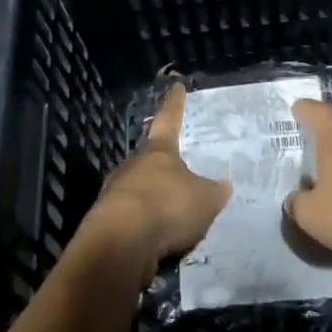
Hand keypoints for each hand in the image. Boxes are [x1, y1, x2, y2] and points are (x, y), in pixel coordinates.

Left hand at [89, 84, 229, 273]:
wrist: (120, 245)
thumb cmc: (166, 207)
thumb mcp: (205, 199)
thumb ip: (215, 191)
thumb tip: (223, 185)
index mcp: (158, 150)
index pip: (169, 119)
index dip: (175, 103)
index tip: (176, 86)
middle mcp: (134, 165)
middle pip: (151, 158)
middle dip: (165, 164)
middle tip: (183, 168)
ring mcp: (117, 193)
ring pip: (141, 190)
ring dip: (157, 199)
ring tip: (177, 213)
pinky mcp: (108, 223)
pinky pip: (136, 219)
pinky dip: (149, 226)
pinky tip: (163, 238)